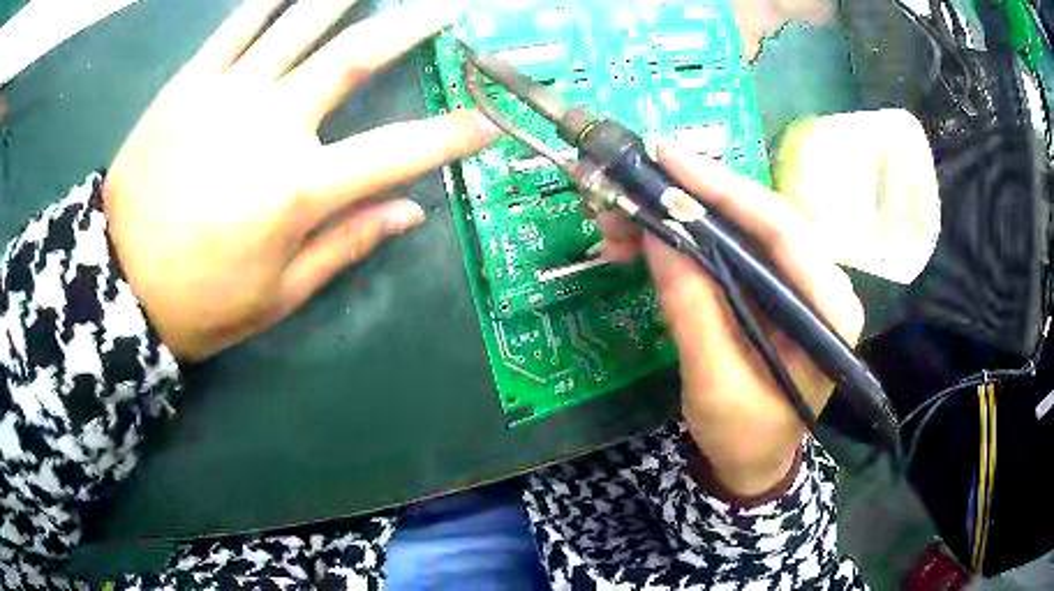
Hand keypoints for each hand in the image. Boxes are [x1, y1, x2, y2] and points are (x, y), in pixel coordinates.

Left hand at [103, 0, 494, 361]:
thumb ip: (346, 244)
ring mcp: (225, 94)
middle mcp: (270, 125)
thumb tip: (411, 211)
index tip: (490, 119)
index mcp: (297, 189)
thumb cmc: (198, 302)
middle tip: (449, 6)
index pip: (397, 150)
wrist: (117, 282)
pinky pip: (237, 25)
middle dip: (413, 23)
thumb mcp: (278, 295)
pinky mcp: (189, 83)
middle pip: (355, 56)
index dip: (451, 134)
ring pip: (300, 23)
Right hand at [600, 142, 863, 496]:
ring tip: (619, 222)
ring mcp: (794, 283)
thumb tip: (660, 236)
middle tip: (631, 187)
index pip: (783, 230)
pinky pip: (728, 250)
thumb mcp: (714, 383)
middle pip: (759, 218)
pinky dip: (683, 241)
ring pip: (738, 228)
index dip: (725, 189)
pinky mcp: (769, 288)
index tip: (667, 160)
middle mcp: (820, 284)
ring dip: (679, 219)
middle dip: (692, 199)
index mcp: (827, 311)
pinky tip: (641, 244)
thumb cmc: (744, 436)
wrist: (752, 464)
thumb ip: (693, 309)